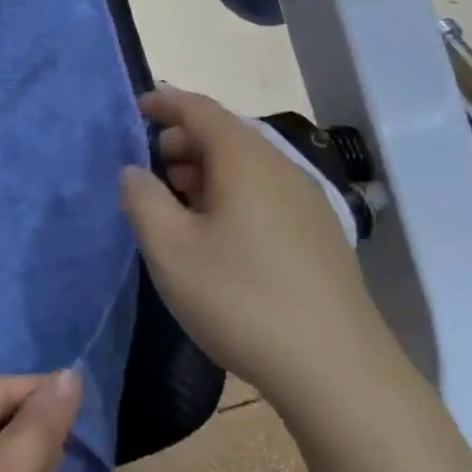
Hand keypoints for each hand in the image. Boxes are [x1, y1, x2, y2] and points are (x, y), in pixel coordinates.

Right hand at [120, 88, 395, 414]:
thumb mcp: (170, 249)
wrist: (336, 369)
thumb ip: (142, 200)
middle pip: (226, 134)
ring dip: (206, 170)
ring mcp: (307, 202)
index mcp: (246, 160)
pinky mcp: (319, 235)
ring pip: (247, 166)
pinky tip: (217, 234)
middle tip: (150, 167)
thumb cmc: (240, 299)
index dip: (165, 102)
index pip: (200, 109)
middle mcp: (282, 169)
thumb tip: (134, 172)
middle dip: (182, 140)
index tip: (136, 108)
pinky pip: (265, 193)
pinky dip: (231, 194)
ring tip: (176, 201)